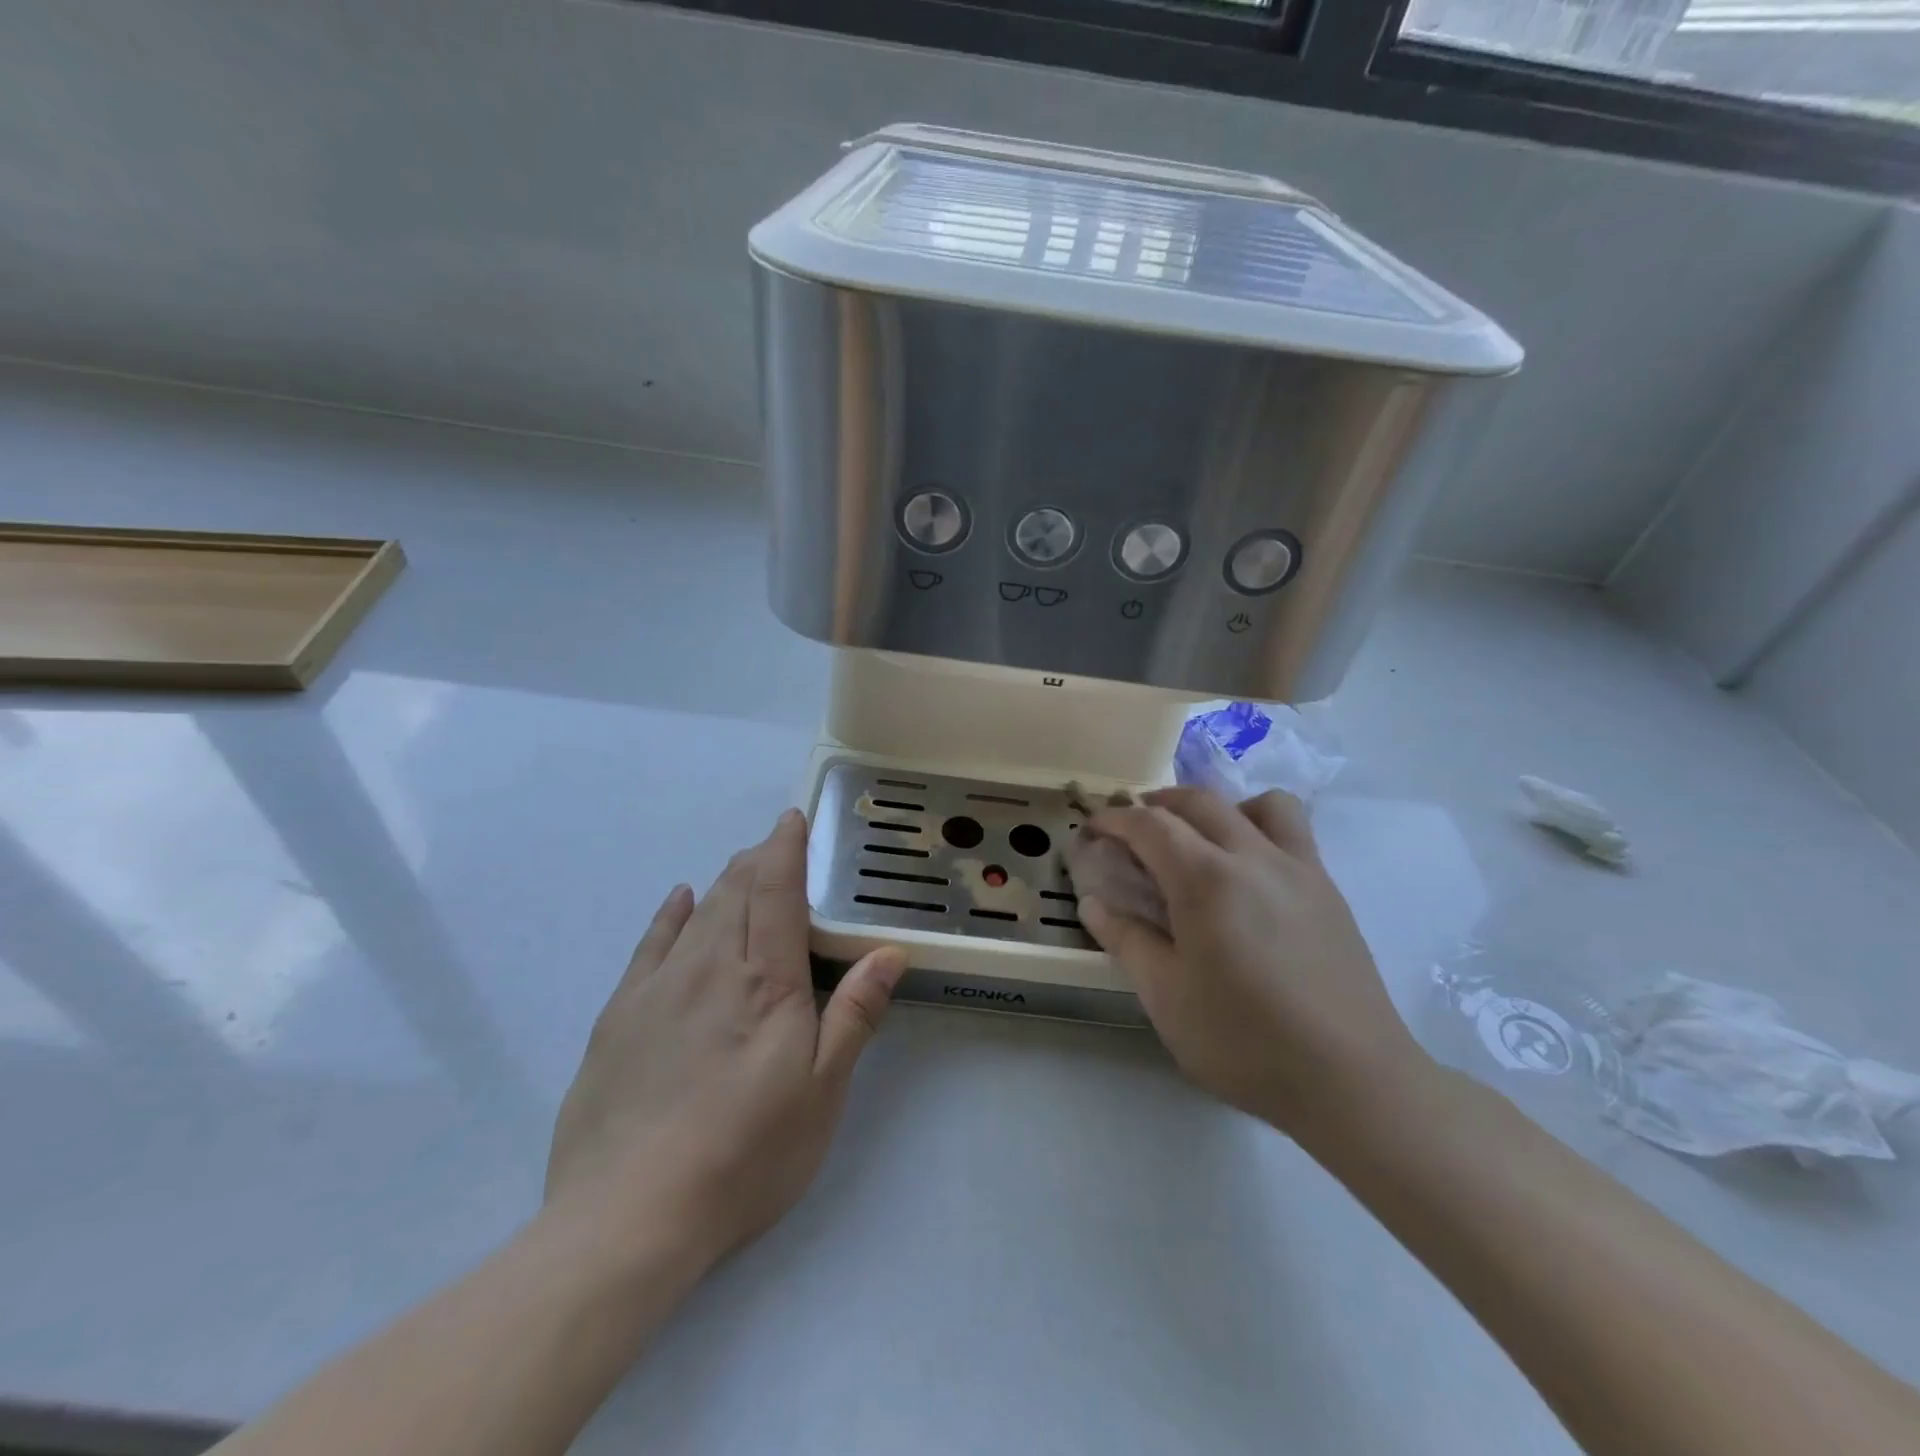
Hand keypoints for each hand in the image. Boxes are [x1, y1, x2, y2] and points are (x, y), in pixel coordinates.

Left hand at [544, 810, 905, 1271]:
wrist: (628, 1217)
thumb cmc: (744, 1154)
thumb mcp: (821, 1092)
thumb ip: (854, 1013)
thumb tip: (889, 951)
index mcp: (763, 980)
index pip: (775, 890)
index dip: (785, 848)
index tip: (793, 819)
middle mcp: (709, 967)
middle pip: (735, 891)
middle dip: (758, 860)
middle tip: (776, 843)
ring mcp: (658, 988)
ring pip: (697, 912)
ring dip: (724, 882)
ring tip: (742, 866)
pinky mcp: (620, 1015)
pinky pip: (650, 944)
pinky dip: (670, 914)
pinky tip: (679, 899)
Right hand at [1079, 787, 1425, 1138]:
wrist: (1352, 1080)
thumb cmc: (1245, 1040)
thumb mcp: (1166, 996)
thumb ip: (1126, 940)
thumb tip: (1093, 902)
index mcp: (1206, 879)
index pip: (1150, 824)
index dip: (1114, 819)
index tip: (1092, 828)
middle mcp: (1253, 856)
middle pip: (1199, 801)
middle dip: (1157, 803)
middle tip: (1132, 827)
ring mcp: (1299, 869)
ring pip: (1259, 803)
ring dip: (1218, 807)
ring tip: (1200, 839)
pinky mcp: (1328, 890)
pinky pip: (1292, 832)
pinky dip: (1259, 827)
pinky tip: (1248, 876)